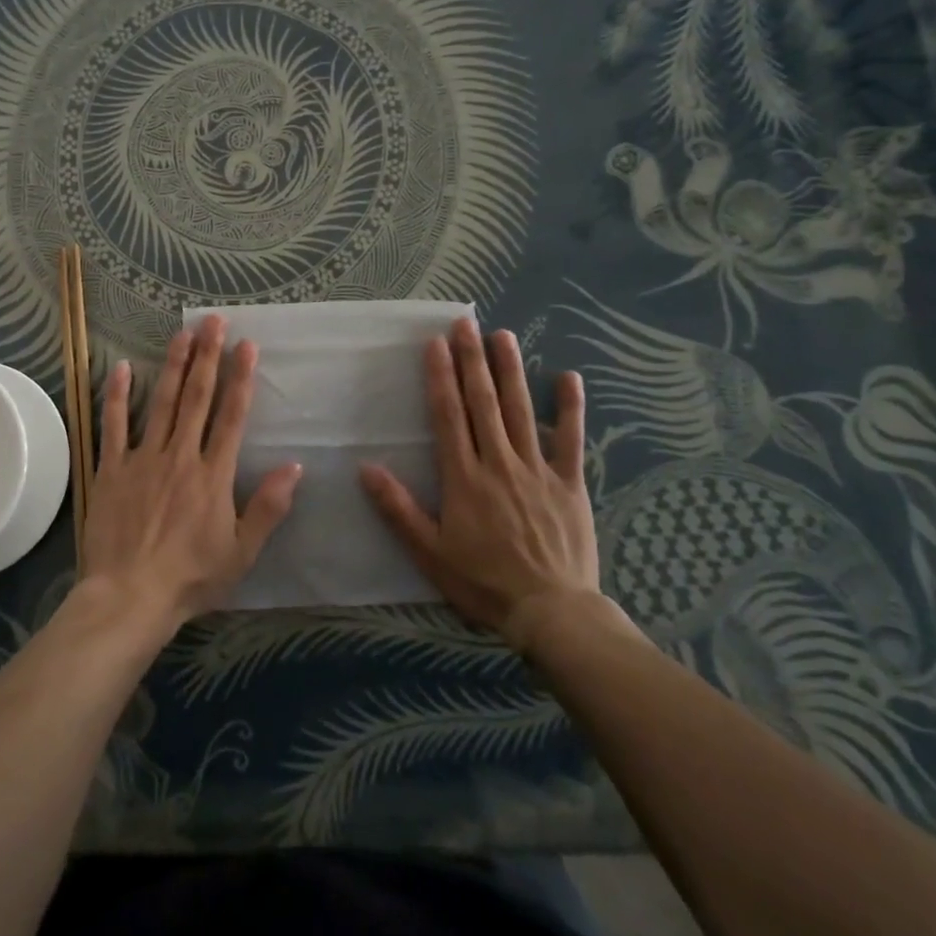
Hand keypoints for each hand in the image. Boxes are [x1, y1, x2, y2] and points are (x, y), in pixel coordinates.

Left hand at [81, 314, 302, 633]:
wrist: (129, 598)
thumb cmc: (190, 578)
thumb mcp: (241, 552)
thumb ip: (268, 507)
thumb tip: (295, 466)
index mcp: (213, 474)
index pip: (232, 416)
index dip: (241, 378)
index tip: (247, 345)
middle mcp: (180, 455)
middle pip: (197, 397)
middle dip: (208, 356)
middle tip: (214, 321)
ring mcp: (142, 459)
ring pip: (160, 402)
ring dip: (172, 365)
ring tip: (182, 333)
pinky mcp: (111, 469)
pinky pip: (113, 425)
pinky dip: (116, 395)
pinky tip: (119, 367)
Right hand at [359, 318, 606, 650]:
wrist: (552, 612)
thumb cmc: (484, 582)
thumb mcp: (430, 553)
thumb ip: (398, 509)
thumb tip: (365, 468)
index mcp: (464, 477)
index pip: (449, 416)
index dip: (440, 377)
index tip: (435, 344)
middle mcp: (499, 462)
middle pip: (483, 402)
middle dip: (472, 360)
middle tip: (466, 323)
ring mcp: (538, 469)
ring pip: (521, 410)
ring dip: (510, 370)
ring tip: (502, 335)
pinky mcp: (570, 482)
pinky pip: (570, 439)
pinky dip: (570, 407)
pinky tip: (569, 377)